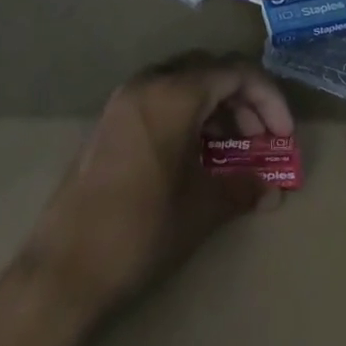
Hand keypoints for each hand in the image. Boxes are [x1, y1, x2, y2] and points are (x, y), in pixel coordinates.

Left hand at [18, 51, 294, 323]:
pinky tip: (198, 156)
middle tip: (262, 140)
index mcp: (173, 94)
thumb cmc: (140, 233)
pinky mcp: (110, 123)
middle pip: (210, 71)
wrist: (61, 274)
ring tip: (235, 151)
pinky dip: (189, 117)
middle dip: (244, 101)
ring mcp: (124, 101)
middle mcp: (148, 83)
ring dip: (217, 109)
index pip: (236, 73)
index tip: (283, 136)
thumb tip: (274, 190)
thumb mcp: (201, 209)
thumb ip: (243, 188)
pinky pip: (161, 101)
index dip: (269, 100)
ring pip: (185, 85)